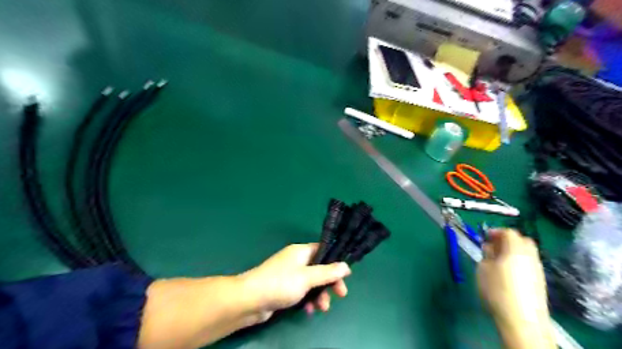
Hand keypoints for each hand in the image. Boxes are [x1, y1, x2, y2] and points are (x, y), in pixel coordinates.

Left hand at [240, 244, 351, 320]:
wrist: (249, 300)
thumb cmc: (280, 283)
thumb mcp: (307, 277)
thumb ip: (327, 272)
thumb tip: (346, 266)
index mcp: (301, 251)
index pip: (323, 251)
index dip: (335, 262)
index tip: (345, 275)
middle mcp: (296, 260)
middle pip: (319, 268)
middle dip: (329, 283)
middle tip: (340, 294)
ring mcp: (289, 274)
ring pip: (311, 282)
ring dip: (320, 294)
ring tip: (322, 308)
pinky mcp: (284, 288)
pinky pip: (302, 292)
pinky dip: (308, 299)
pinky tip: (309, 310)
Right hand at [478, 229, 552, 348]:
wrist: (522, 320)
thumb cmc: (497, 290)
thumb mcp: (483, 269)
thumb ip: (487, 255)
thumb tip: (490, 248)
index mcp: (515, 249)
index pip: (509, 232)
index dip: (496, 231)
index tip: (484, 237)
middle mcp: (530, 256)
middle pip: (522, 240)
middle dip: (507, 240)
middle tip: (493, 246)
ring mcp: (537, 269)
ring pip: (527, 252)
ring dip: (513, 251)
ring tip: (498, 260)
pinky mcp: (540, 282)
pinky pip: (528, 264)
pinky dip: (518, 262)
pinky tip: (507, 273)